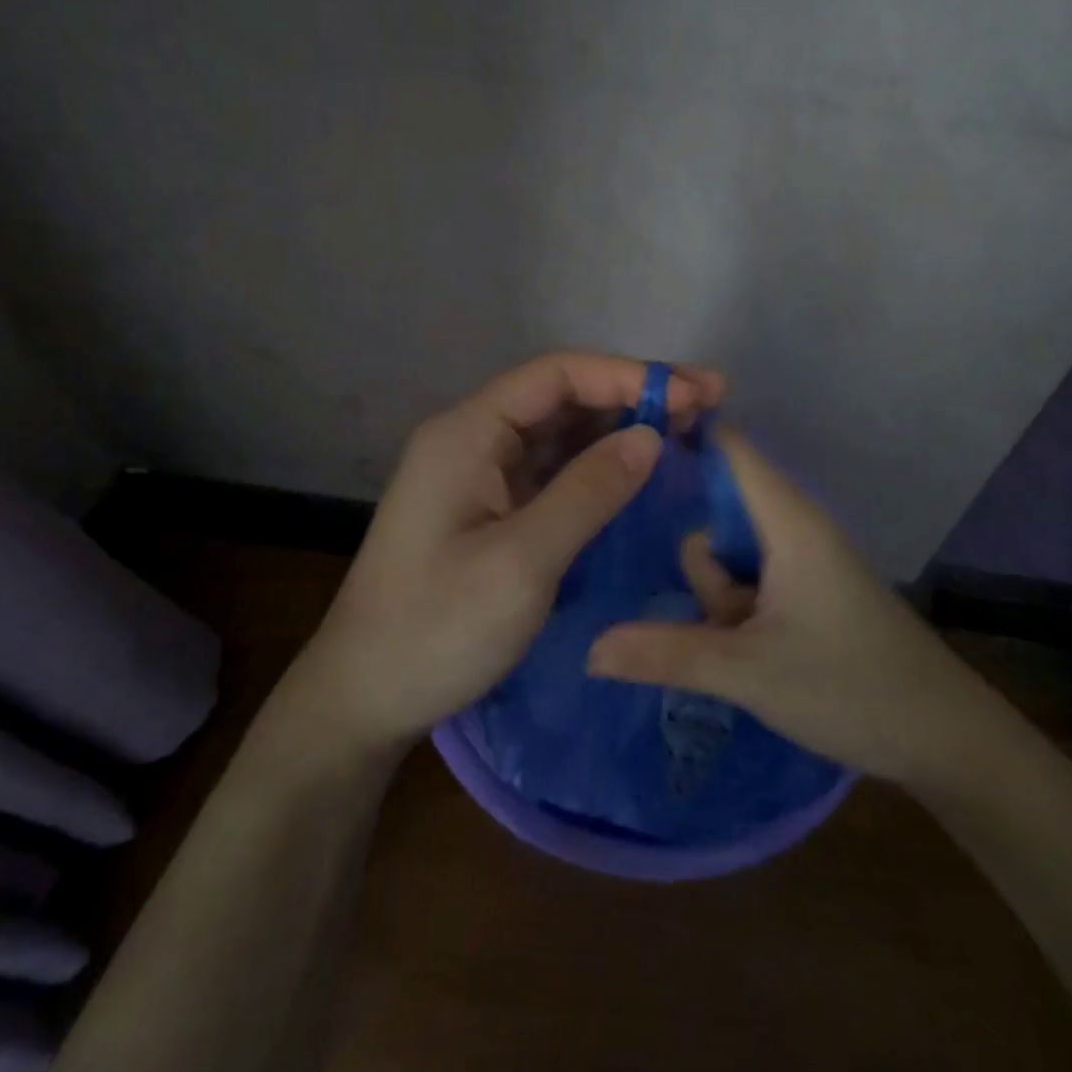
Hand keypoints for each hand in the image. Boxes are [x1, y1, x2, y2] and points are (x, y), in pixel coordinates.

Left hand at [286, 352, 725, 757]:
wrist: (364, 696)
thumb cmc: (436, 629)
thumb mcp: (521, 562)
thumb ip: (588, 492)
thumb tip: (650, 436)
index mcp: (467, 433)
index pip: (556, 375)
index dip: (627, 375)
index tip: (693, 392)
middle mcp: (471, 440)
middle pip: (561, 397)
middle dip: (631, 397)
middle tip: (707, 406)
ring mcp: (479, 476)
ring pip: (559, 434)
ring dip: (619, 429)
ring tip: (688, 432)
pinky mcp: (488, 509)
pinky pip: (551, 472)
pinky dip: (597, 467)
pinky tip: (639, 473)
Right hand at [585, 428, 1013, 786]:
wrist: (947, 741)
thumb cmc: (852, 688)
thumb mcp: (747, 672)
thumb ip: (664, 653)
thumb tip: (587, 648)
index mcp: (788, 520)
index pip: (728, 447)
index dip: (680, 437)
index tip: (620, 457)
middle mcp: (795, 530)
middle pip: (717, 512)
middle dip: (701, 565)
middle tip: (716, 617)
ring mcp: (802, 564)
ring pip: (731, 557)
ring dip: (720, 600)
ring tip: (745, 651)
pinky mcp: (807, 595)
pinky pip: (750, 583)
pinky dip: (736, 612)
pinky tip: (742, 655)